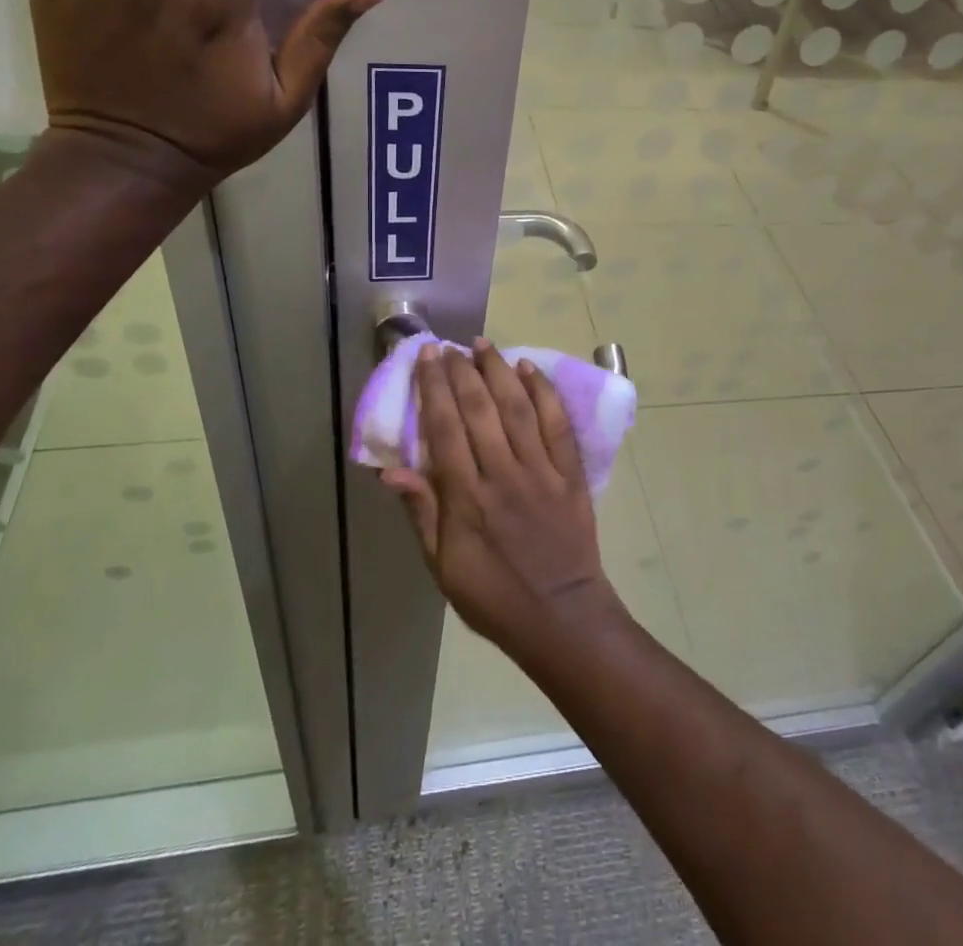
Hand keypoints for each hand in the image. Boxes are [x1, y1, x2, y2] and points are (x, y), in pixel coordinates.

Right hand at [382, 341, 624, 657]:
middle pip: (479, 410)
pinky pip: (557, 425)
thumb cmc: (493, 596)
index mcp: (467, 498)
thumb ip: (421, 513)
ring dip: (499, 371)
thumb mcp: (443, 567)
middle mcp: (502, 475)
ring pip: (517, 409)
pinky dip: (544, 393)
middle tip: (450, 347)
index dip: (434, 388)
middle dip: (462, 372)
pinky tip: (531, 369)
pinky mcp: (570, 474)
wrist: (561, 617)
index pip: (445, 429)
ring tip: (484, 345)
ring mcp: (541, 471)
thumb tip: (392, 471)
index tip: (427, 358)